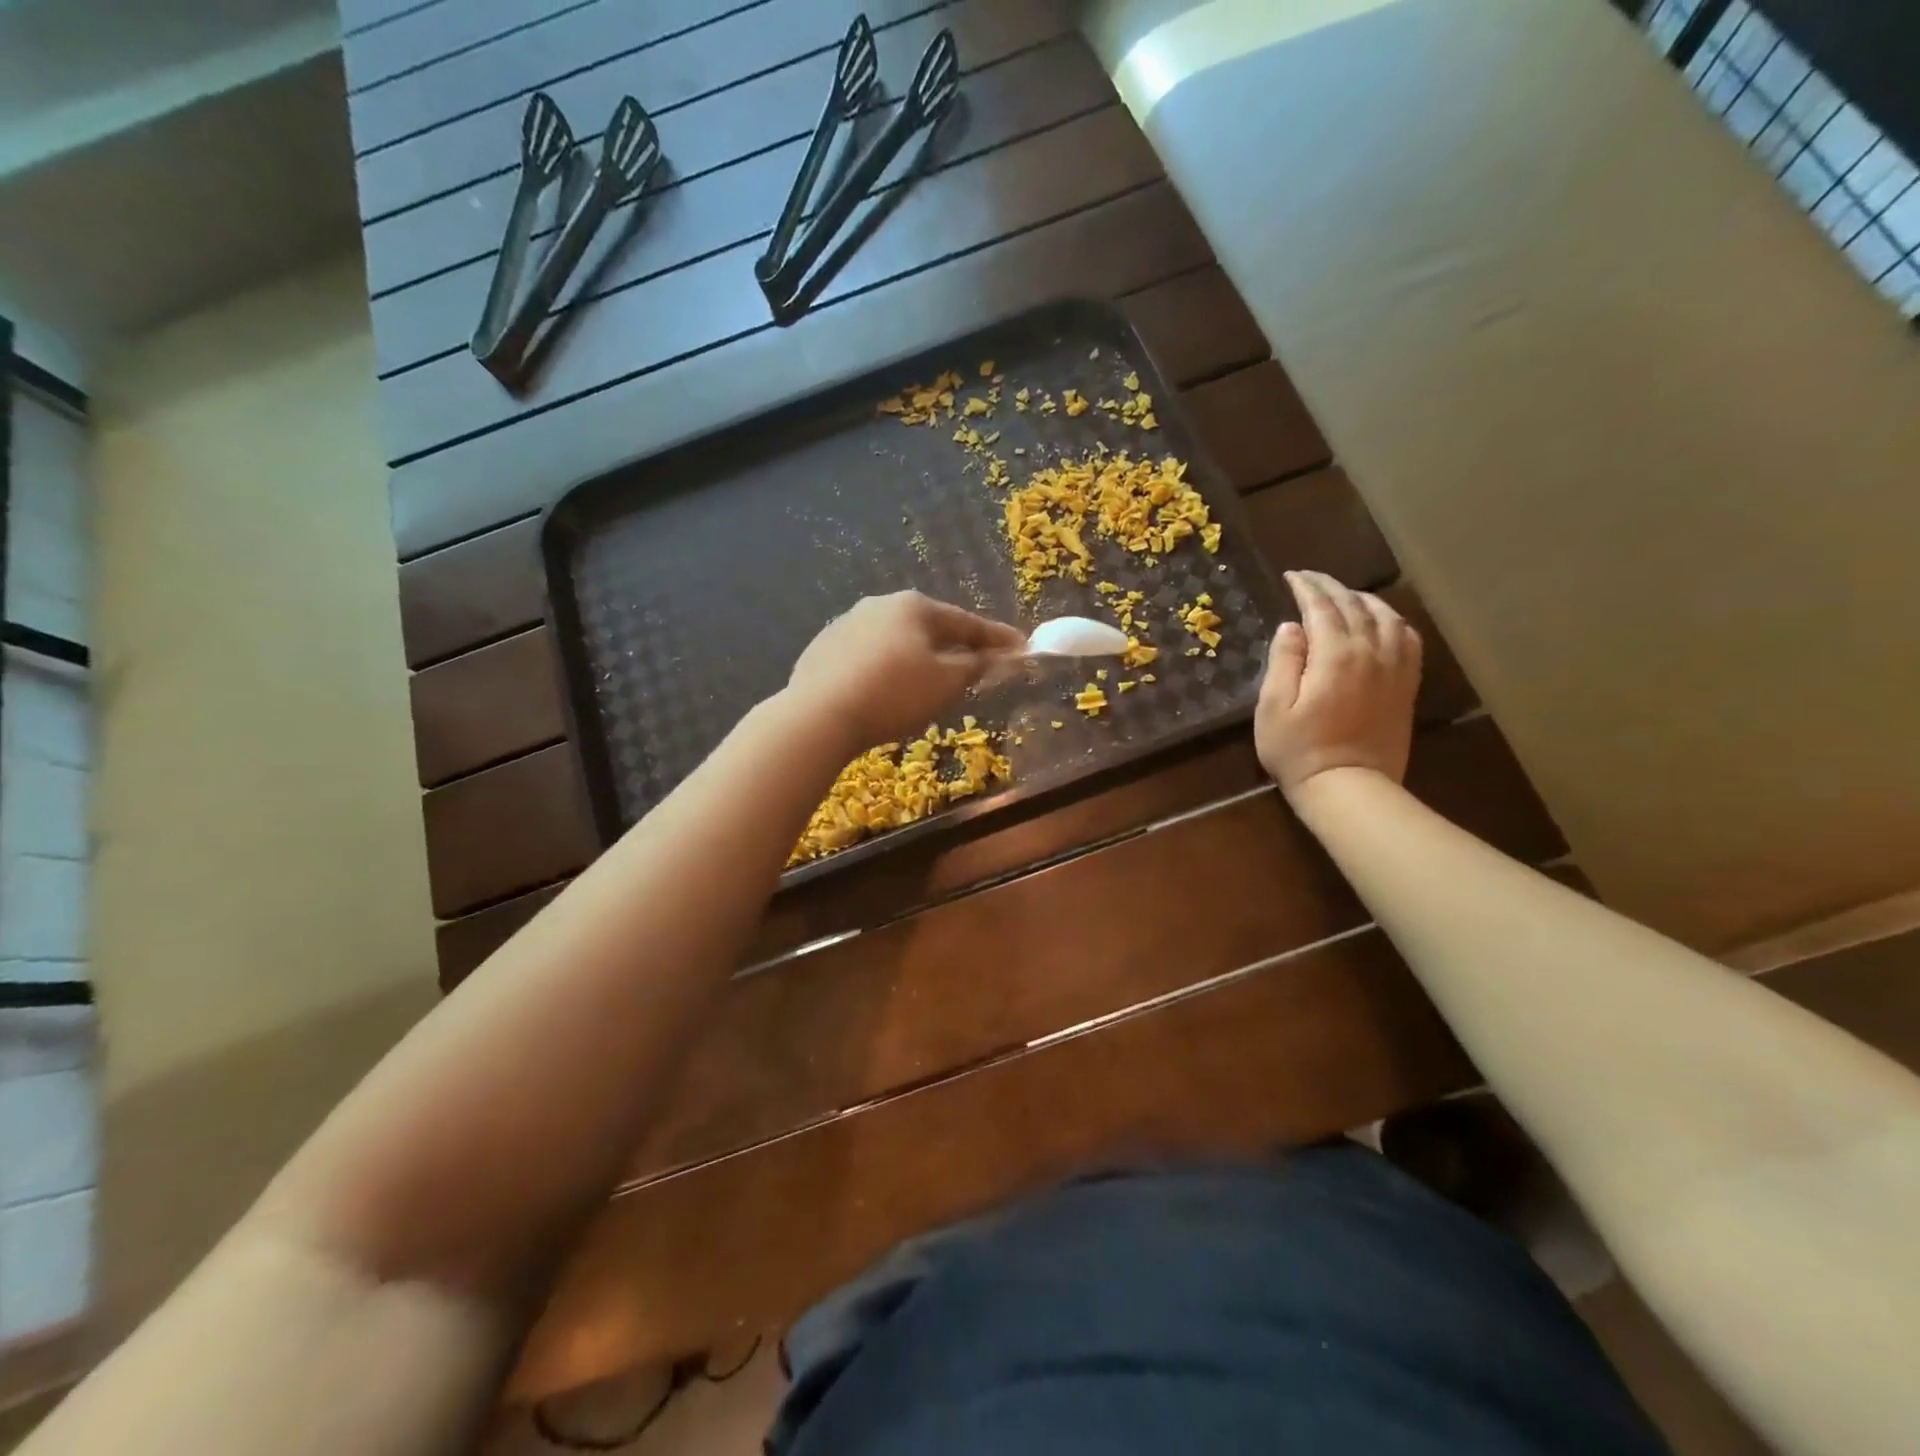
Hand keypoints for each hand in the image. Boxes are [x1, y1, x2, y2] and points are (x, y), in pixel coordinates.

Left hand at [787, 591, 1026, 749]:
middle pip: (929, 628)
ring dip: (917, 659)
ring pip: (896, 642)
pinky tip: (883, 692)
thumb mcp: (947, 683)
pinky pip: (866, 658)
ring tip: (926, 685)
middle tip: (974, 669)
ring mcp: (845, 624)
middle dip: (954, 648)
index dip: (997, 638)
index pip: (967, 622)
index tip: (1021, 647)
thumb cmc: (894, 694)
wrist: (819, 716)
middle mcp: (879, 605)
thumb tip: (998, 656)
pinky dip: (884, 670)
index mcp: (915, 606)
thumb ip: (978, 666)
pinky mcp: (822, 649)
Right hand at [1256, 571, 1421, 804]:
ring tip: (1344, 595)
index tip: (1291, 576)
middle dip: (1331, 586)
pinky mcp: (1406, 685)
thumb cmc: (1299, 750)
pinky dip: (1393, 621)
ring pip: (1386, 616)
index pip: (1322, 607)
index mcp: (1335, 655)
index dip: (1306, 587)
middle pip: (1355, 605)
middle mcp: (1371, 652)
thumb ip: (1282, 661)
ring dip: (1363, 598)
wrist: (1349, 788)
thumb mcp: (1273, 707)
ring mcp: (1394, 668)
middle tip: (1310, 579)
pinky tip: (1382, 622)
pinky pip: (1408, 639)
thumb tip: (1291, 627)